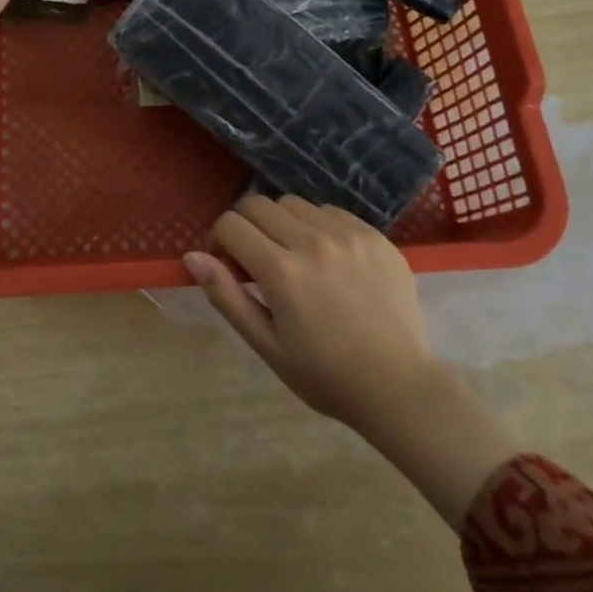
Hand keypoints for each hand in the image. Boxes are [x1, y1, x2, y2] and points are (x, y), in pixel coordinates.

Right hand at [183, 195, 437, 430]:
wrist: (399, 388)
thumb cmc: (325, 375)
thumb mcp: (267, 346)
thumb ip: (226, 296)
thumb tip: (192, 256)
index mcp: (281, 271)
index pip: (231, 223)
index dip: (219, 239)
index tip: (227, 262)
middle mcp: (312, 242)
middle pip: (259, 204)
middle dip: (246, 225)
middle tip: (257, 258)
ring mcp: (348, 235)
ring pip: (295, 204)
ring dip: (283, 223)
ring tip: (295, 257)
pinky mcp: (375, 236)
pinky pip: (331, 212)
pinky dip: (318, 226)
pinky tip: (328, 259)